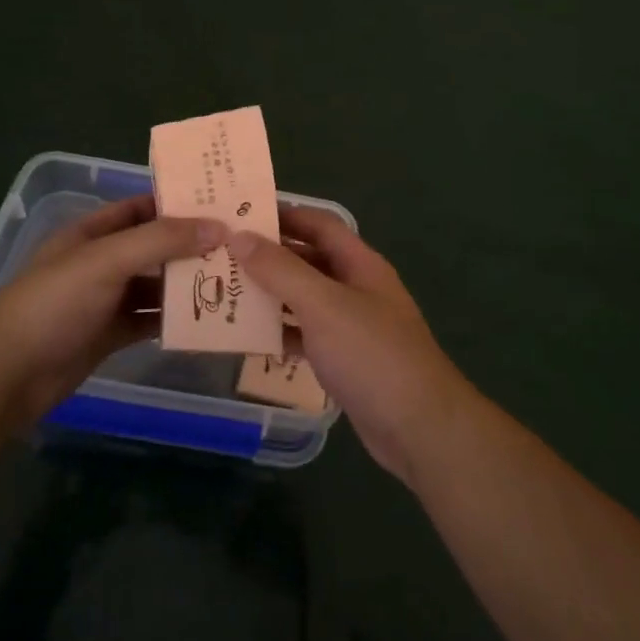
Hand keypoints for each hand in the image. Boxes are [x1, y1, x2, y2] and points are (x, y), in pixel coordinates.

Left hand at [0, 195, 224, 430]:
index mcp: (92, 233)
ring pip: (155, 285)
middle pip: (153, 247)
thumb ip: (161, 240)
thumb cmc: (54, 303)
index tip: (221, 205)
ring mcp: (105, 300)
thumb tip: (219, 227)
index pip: (141, 208)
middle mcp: (101, 262)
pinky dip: (174, 319)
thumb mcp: (107, 260)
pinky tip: (206, 319)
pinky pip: (149, 320)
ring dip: (187, 284)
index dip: (177, 204)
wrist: (8, 374)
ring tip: (232, 281)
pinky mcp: (109, 335)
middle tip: (238, 246)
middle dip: (191, 246)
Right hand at [228, 208, 473, 485]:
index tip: (241, 213)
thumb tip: (240, 236)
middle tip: (222, 254)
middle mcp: (357, 288)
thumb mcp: (323, 305)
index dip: (285, 214)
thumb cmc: (371, 354)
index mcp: (360, 264)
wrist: (417, 427)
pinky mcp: (344, 360)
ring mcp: (352, 326)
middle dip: (270, 256)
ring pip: (305, 299)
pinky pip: (306, 336)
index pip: (319, 225)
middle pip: (309, 260)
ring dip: (270, 295)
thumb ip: (281, 270)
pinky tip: (248, 336)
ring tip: (224, 290)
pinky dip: (281, 332)